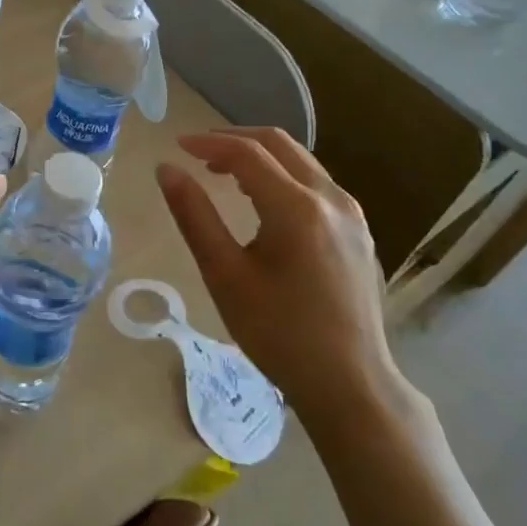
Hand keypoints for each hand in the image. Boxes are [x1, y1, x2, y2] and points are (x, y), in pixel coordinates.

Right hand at [155, 128, 409, 427]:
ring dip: (260, 157)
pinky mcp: (359, 231)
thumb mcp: (224, 275)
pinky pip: (316, 184)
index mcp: (297, 208)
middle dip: (235, 140)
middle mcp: (331, 199)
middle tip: (198, 153)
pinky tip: (263, 202)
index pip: (247, 153)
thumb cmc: (279, 333)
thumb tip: (167, 169)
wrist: (351, 385)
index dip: (208, 143)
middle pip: (279, 145)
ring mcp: (352, 214)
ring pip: (301, 162)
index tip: (177, 146)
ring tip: (223, 174)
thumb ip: (194, 216)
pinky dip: (283, 176)